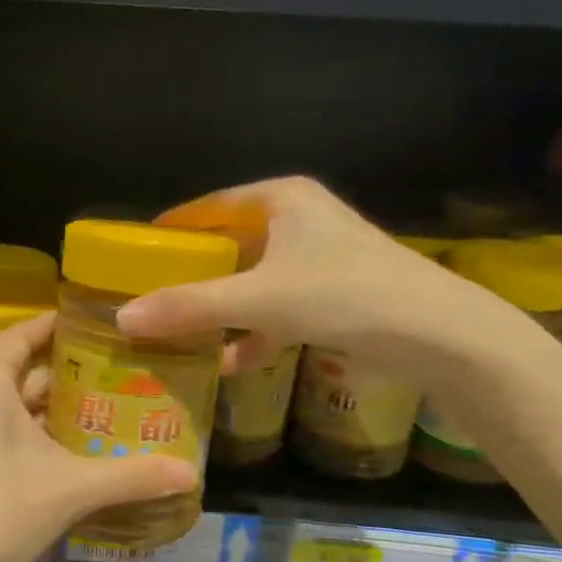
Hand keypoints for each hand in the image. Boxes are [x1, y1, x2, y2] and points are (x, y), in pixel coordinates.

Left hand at [0, 312, 194, 561]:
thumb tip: (193, 473)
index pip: (24, 333)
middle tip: (122, 369)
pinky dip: (42, 431)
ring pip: (19, 404)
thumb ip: (132, 477)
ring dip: (59, 405)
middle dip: (71, 369)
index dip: (59, 324)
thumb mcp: (72, 488)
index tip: (101, 325)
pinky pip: (10, 429)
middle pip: (25, 368)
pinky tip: (79, 449)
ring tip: (111, 405)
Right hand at [118, 176, 521, 375]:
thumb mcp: (258, 300)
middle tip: (150, 297)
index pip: (209, 206)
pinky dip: (255, 332)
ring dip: (221, 309)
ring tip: (179, 332)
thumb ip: (190, 308)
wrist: (439, 334)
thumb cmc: (343, 295)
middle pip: (229, 246)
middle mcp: (299, 220)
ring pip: (253, 280)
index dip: (171, 230)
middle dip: (193, 277)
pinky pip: (278, 308)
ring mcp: (318, 259)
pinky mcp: (334, 295)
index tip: (135, 254)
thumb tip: (122, 318)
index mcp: (281, 200)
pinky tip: (230, 362)